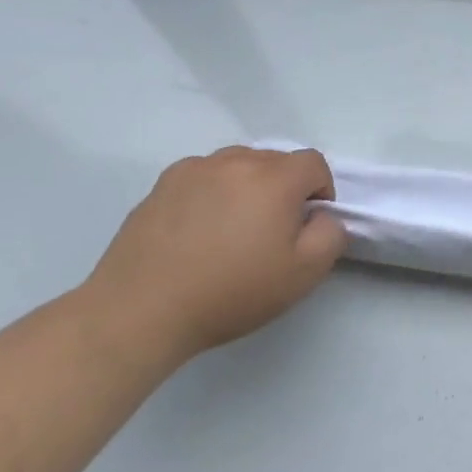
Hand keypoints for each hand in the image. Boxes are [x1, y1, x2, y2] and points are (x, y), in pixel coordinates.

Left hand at [82, 146, 345, 364]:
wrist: (140, 311)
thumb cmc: (230, 292)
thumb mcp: (303, 274)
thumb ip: (331, 235)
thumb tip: (323, 216)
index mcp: (276, 178)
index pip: (314, 163)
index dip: (320, 190)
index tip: (307, 224)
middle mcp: (237, 161)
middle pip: (276, 161)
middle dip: (284, 188)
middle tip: (271, 231)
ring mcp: (196, 169)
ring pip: (238, 164)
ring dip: (247, 186)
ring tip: (232, 228)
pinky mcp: (163, 184)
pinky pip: (203, 176)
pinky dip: (211, 192)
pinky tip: (198, 229)